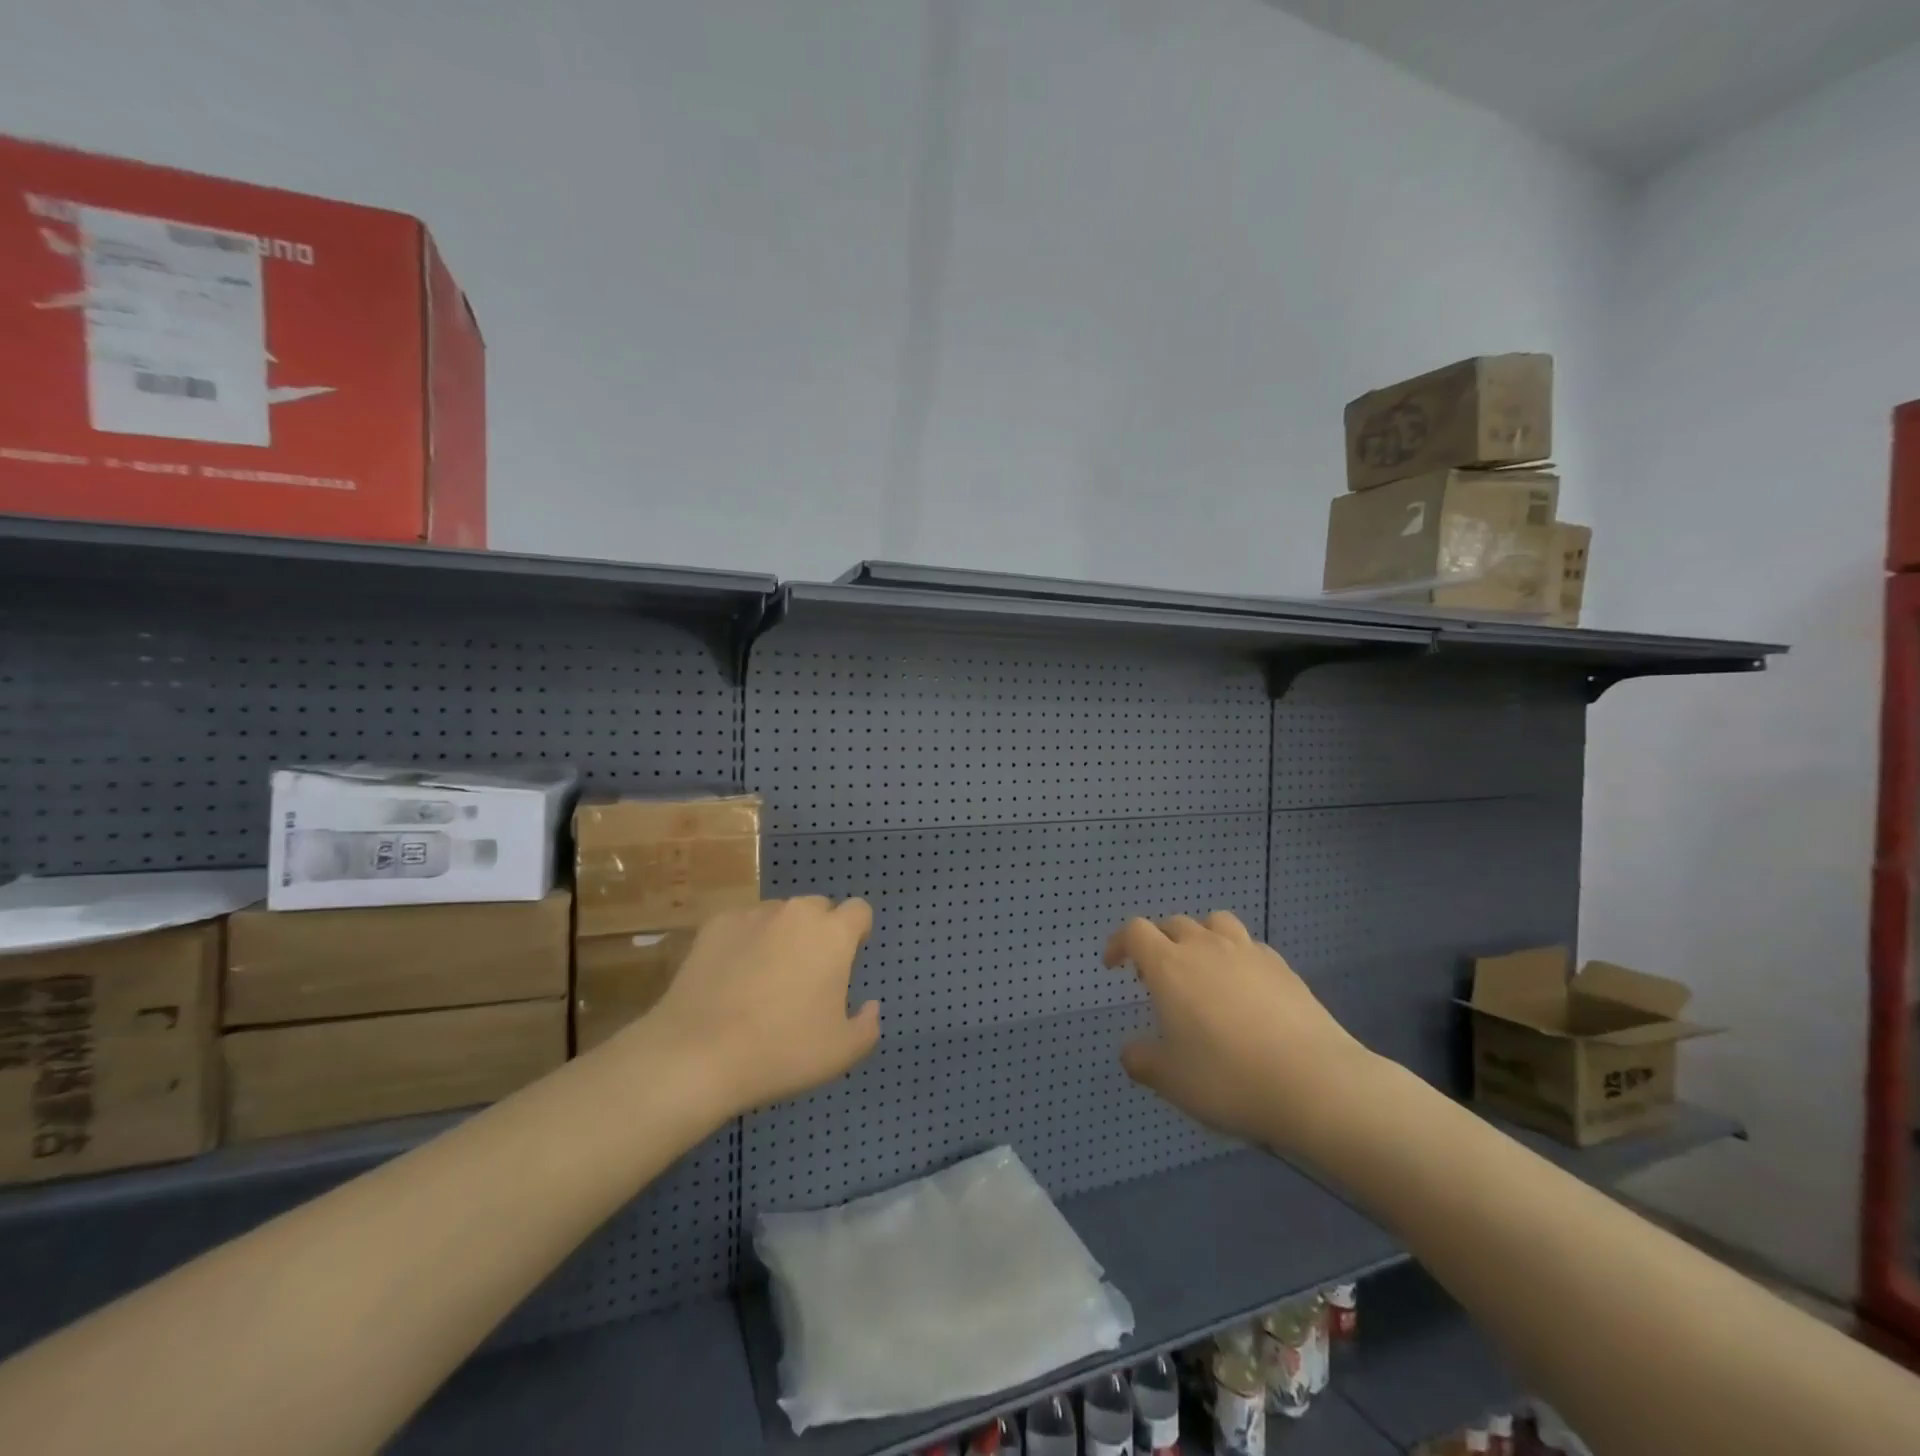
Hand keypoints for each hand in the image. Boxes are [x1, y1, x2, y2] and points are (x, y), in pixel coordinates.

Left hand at [643, 897, 879, 1115]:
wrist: (699, 1054)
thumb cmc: (782, 1051)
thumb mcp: (841, 1052)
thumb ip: (867, 1025)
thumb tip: (871, 1007)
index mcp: (833, 934)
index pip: (859, 910)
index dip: (857, 932)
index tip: (846, 961)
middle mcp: (796, 912)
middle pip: (818, 908)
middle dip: (819, 932)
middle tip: (806, 974)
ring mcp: (753, 914)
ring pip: (779, 914)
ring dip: (782, 934)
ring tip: (764, 977)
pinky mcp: (715, 925)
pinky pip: (742, 924)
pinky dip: (744, 941)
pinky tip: (731, 976)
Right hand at [1106, 911, 1377, 1153]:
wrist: (1314, 1083)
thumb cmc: (1228, 1079)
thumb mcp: (1172, 1080)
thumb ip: (1143, 1062)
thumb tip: (1131, 1053)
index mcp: (1169, 966)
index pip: (1135, 932)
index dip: (1120, 943)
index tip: (1115, 966)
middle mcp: (1205, 947)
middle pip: (1174, 924)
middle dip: (1159, 942)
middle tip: (1158, 978)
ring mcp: (1247, 953)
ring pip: (1215, 923)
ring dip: (1201, 938)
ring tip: (1203, 970)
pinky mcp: (1283, 968)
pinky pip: (1250, 947)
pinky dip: (1237, 957)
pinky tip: (1245, 989)